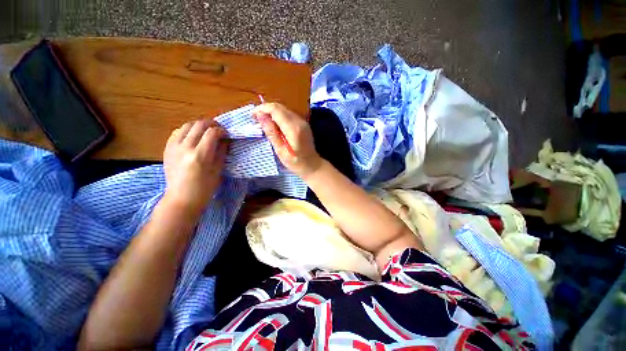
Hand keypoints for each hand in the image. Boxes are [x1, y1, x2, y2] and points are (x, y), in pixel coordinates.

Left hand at [163, 120, 227, 214]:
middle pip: (199, 124)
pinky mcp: (167, 148)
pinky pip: (177, 132)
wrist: (181, 198)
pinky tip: (193, 137)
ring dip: (199, 125)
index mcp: (200, 155)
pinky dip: (188, 130)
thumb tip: (225, 140)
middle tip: (219, 130)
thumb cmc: (204, 188)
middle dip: (212, 124)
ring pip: (187, 125)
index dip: (222, 130)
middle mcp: (185, 147)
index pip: (212, 132)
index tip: (227, 134)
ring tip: (207, 132)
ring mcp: (173, 147)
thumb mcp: (218, 170)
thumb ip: (221, 152)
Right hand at [253, 103, 322, 178]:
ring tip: (264, 123)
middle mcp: (299, 121)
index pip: (276, 110)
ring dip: (272, 113)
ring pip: (284, 110)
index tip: (253, 116)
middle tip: (256, 119)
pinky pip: (289, 115)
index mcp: (293, 128)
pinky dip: (279, 117)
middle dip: (266, 110)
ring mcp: (303, 121)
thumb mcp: (280, 150)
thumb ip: (271, 132)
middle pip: (280, 107)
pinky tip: (275, 126)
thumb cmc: (295, 162)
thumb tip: (261, 116)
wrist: (312, 165)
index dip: (262, 109)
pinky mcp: (303, 124)